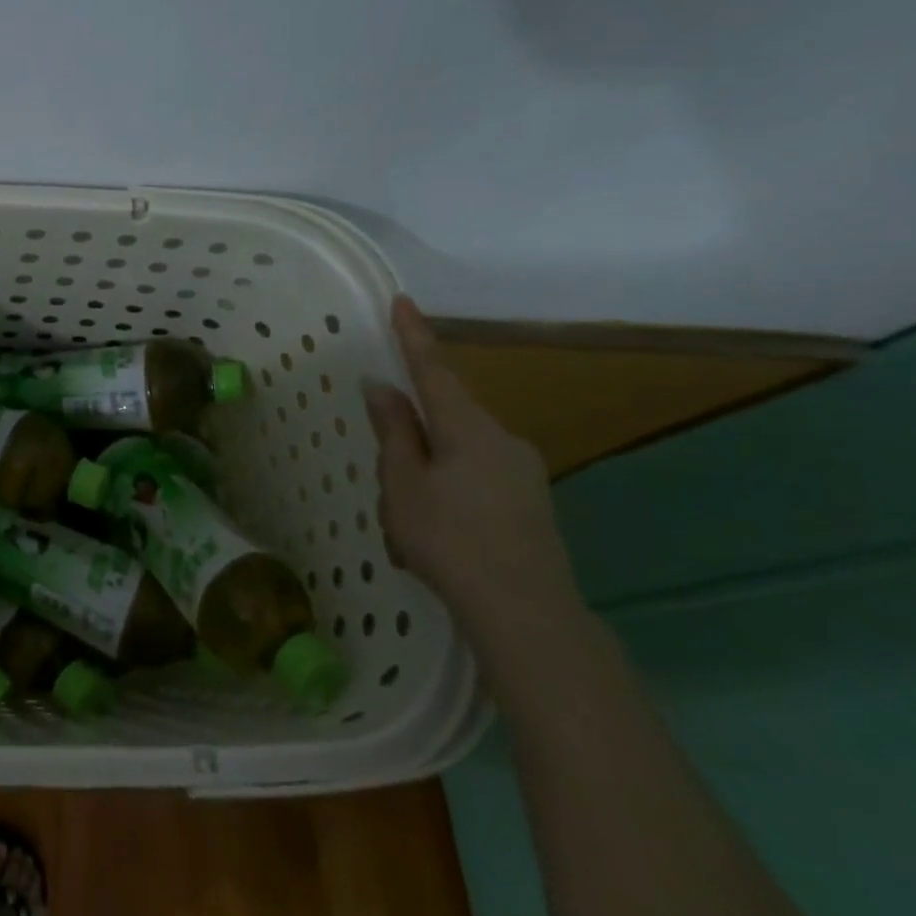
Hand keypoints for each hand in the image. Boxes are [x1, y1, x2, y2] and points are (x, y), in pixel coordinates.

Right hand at [362, 295, 580, 641]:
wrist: (528, 614)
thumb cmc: (450, 540)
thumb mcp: (403, 484)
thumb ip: (395, 432)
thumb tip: (383, 387)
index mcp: (468, 428)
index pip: (433, 370)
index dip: (414, 336)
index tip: (402, 301)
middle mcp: (503, 439)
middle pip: (446, 417)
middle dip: (412, 435)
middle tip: (388, 482)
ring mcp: (523, 472)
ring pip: (459, 453)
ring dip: (428, 471)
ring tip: (407, 523)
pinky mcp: (531, 503)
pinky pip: (477, 478)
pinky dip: (449, 492)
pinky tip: (437, 534)